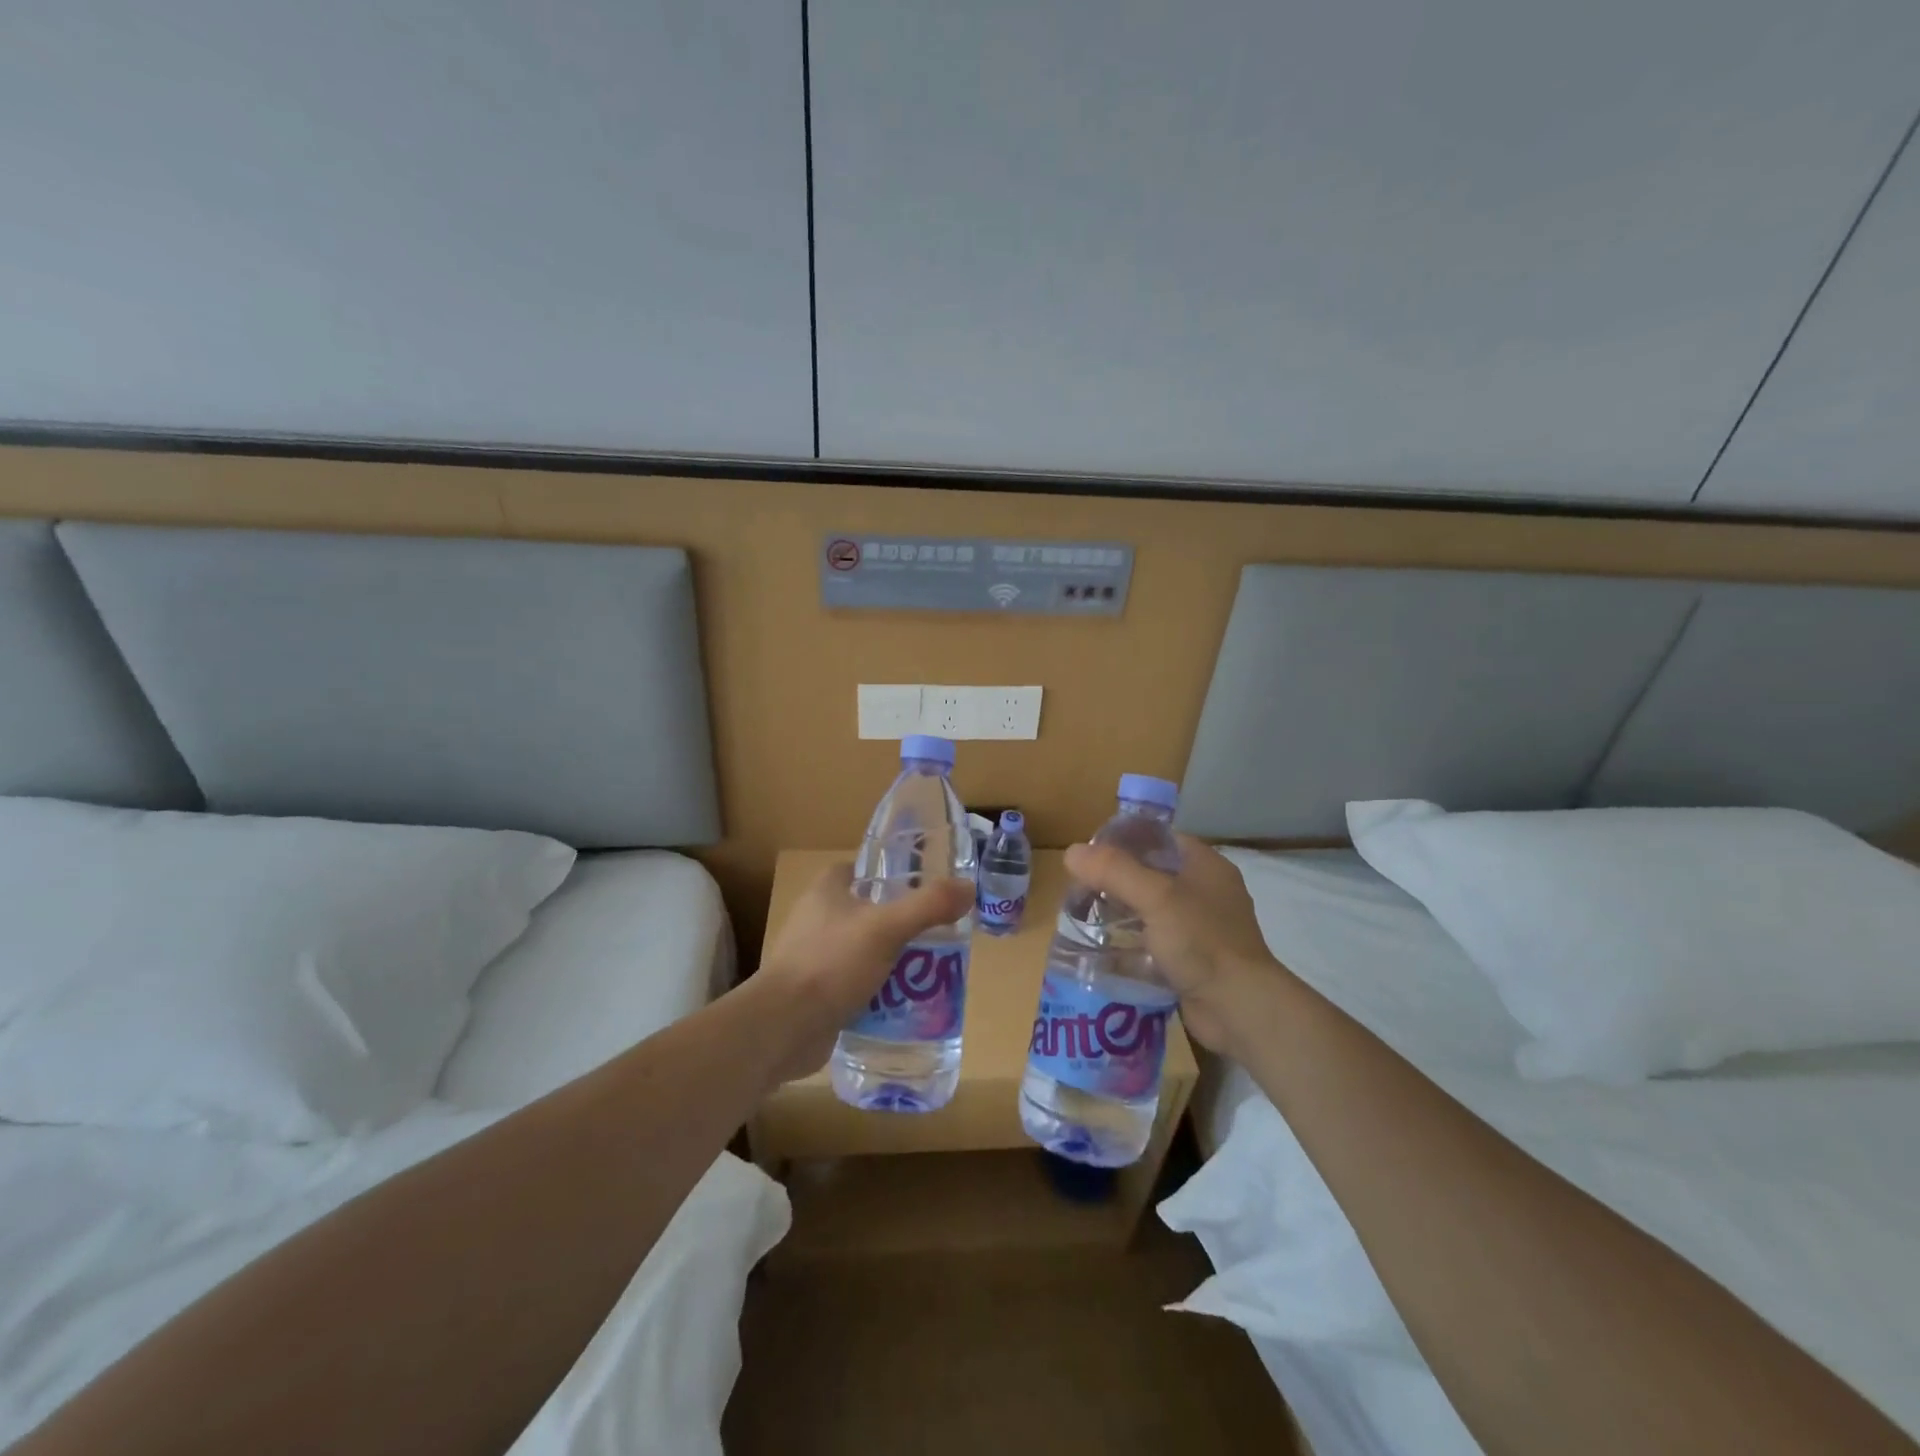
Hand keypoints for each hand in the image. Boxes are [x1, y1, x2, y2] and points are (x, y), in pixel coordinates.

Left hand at [753, 863, 974, 1082]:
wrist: (782, 1027)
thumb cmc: (831, 963)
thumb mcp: (887, 928)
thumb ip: (929, 905)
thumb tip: (968, 888)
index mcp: (827, 890)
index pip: (864, 870)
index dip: (894, 875)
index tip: (926, 889)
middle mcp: (817, 917)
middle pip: (869, 911)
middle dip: (901, 923)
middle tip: (938, 935)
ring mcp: (813, 956)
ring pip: (864, 949)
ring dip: (891, 959)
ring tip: (928, 971)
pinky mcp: (815, 992)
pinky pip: (854, 983)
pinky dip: (876, 990)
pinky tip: (902, 1002)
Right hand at [1063, 833, 1287, 1054]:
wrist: (1239, 1009)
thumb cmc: (1202, 941)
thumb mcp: (1155, 897)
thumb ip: (1113, 871)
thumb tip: (1071, 852)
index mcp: (1205, 866)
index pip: (1159, 839)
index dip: (1124, 841)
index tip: (1089, 853)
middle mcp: (1205, 892)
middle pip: (1150, 875)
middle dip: (1115, 881)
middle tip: (1078, 889)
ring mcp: (1199, 929)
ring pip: (1149, 912)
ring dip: (1119, 915)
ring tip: (1082, 918)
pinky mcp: (1191, 962)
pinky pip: (1152, 945)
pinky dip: (1129, 947)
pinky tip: (1100, 952)